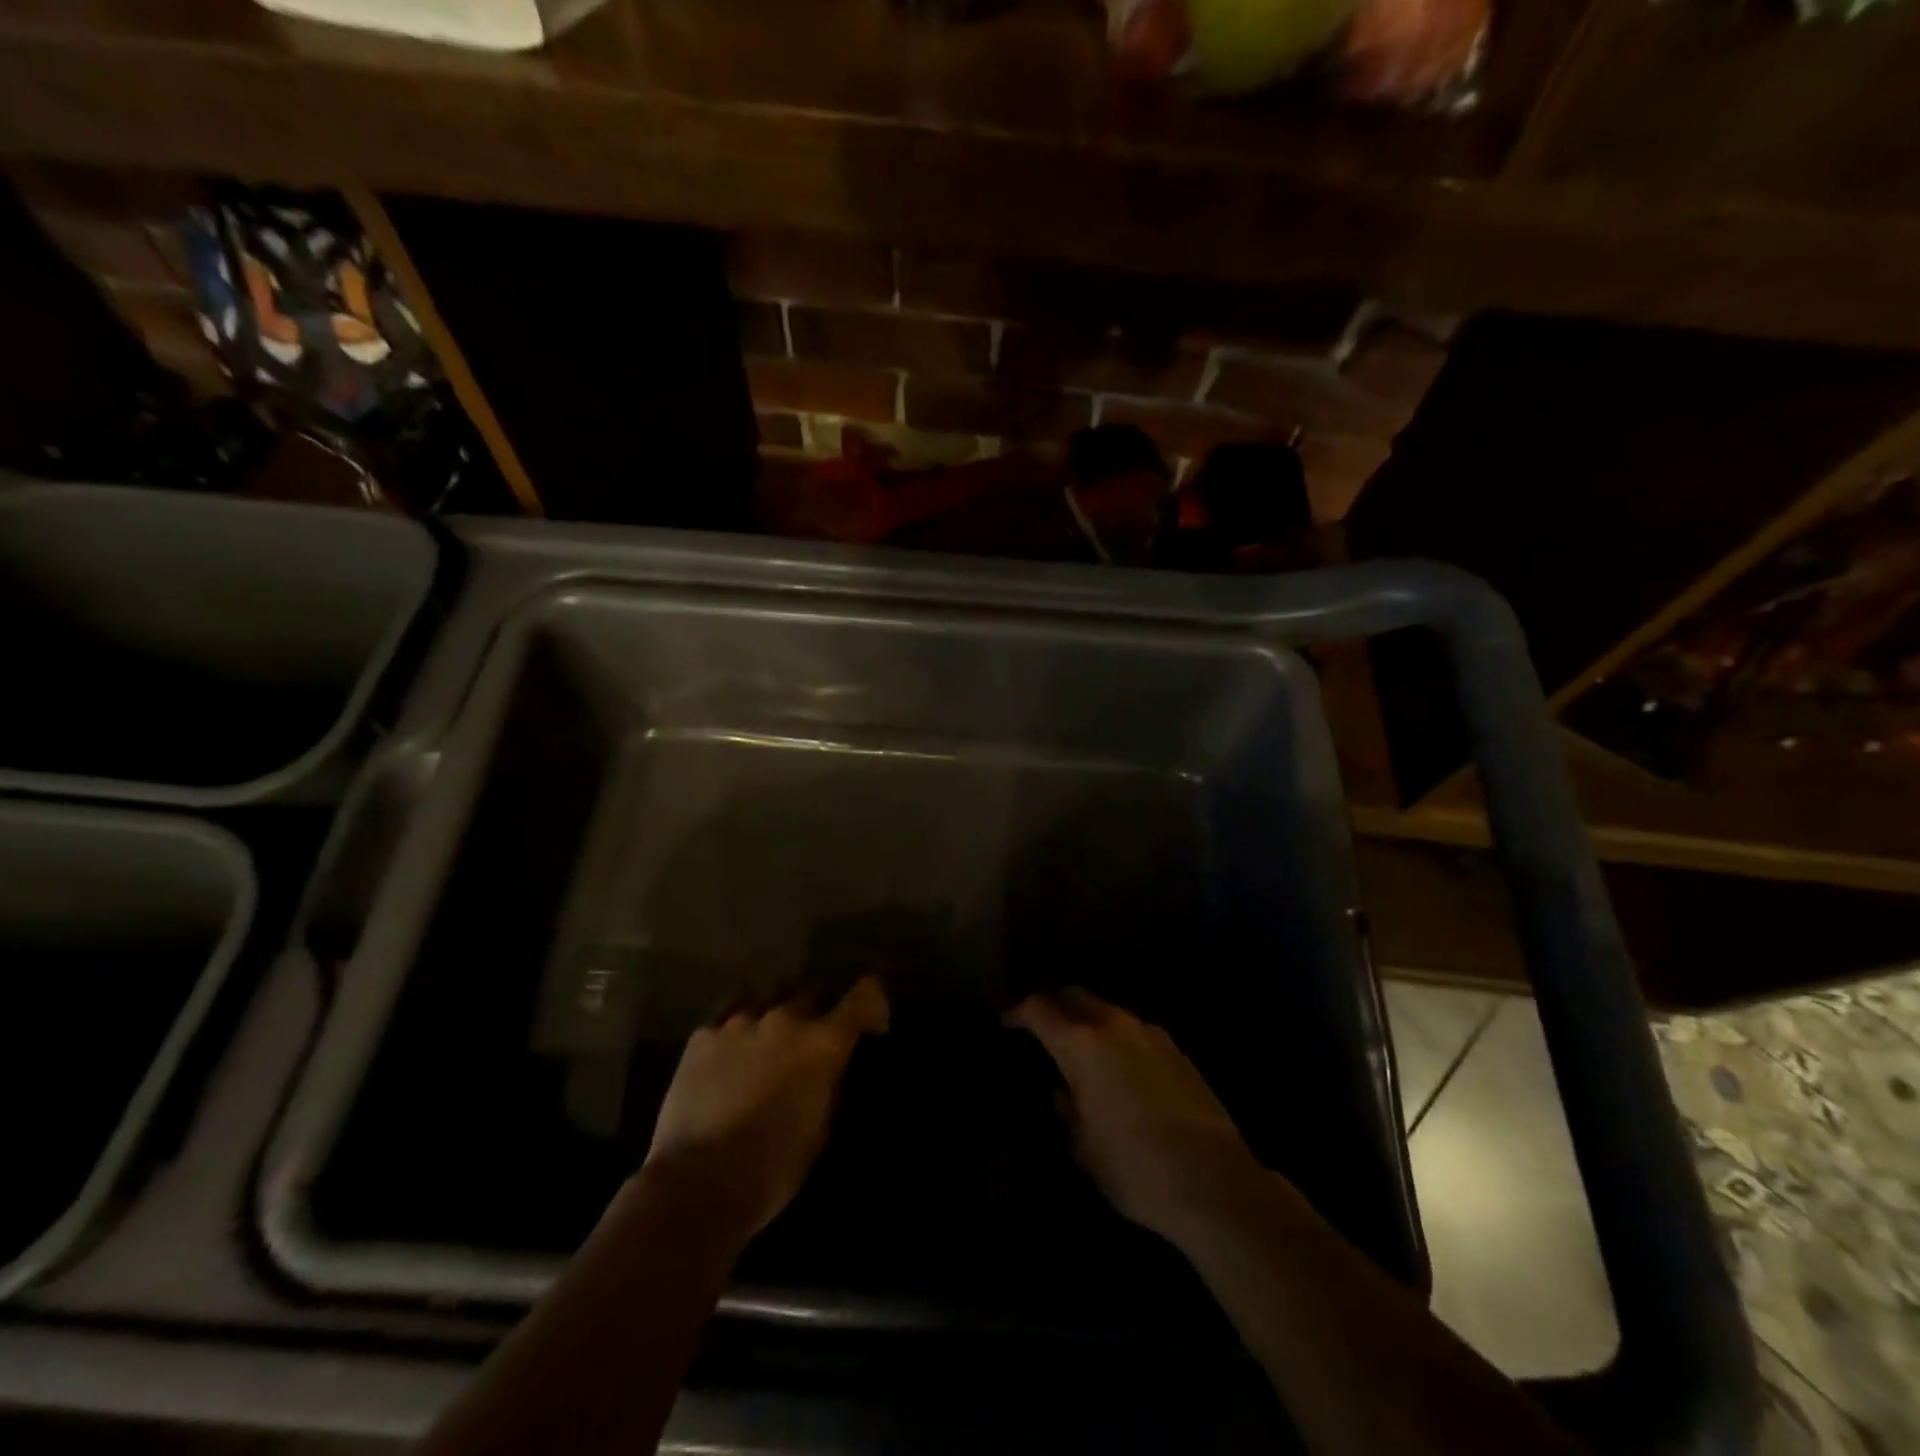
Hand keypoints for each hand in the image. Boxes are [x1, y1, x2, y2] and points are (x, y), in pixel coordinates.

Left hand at [643, 978, 889, 1243]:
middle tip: (813, 1039)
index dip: (872, 1002)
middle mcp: (786, 1019)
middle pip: (813, 992)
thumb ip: (828, 1084)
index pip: (863, 996)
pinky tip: (733, 1049)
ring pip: (769, 998)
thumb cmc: (770, 1170)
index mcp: (822, 1043)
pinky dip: (739, 1028)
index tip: (872, 1022)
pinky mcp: (703, 1035)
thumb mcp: (819, 1130)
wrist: (695, 1185)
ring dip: (777, 1015)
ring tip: (770, 1039)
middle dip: (819, 1011)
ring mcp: (740, 1022)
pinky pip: (729, 1016)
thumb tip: (828, 1070)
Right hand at [1008, 988, 1263, 1247]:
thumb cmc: (1134, 1168)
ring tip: (1083, 1050)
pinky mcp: (1178, 1051)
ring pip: (1110, 1012)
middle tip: (1044, 1027)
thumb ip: (1068, 1114)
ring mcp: (1151, 1035)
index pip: (1039, 1009)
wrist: (1214, 1182)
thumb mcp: (1085, 1150)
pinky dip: (1120, 1040)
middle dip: (1056, 1005)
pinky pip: (1137, 1033)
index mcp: (1082, 1045)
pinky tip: (1123, 1070)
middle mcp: (1115, 1027)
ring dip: (1091, 1022)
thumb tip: (1064, 1094)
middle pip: (1076, 996)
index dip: (1018, 1012)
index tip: (1007, 1023)